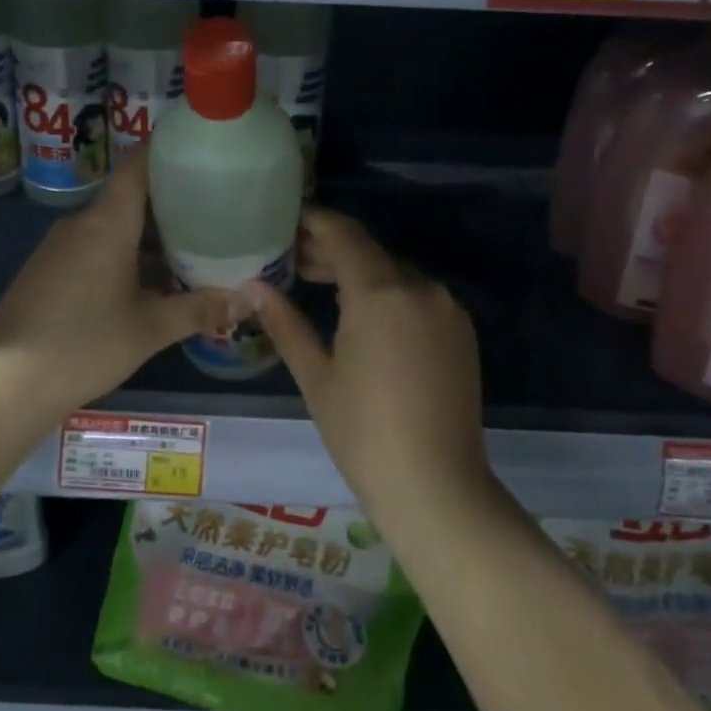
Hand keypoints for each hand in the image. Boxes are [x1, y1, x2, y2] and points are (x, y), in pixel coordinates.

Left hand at [0, 146, 224, 417]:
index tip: (201, 152)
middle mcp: (80, 224)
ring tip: (191, 253)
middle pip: (130, 198)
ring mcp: (59, 248)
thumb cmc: (84, 346)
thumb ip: (200, 309)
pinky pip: (94, 249)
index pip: (138, 166)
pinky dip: (125, 256)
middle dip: (171, 205)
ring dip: (149, 238)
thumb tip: (249, 300)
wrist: (5, 384)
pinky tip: (149, 285)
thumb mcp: (150, 329)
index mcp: (106, 223)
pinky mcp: (48, 271)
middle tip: (215, 213)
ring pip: (113, 228)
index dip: (168, 152)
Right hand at [246, 210, 488, 510]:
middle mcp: (419, 288)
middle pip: (369, 251)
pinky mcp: (460, 330)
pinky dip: (386, 293)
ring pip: (394, 272)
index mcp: (380, 293)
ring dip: (358, 271)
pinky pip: (416, 295)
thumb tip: (250, 287)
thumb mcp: (316, 376)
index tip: (284, 223)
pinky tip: (361, 315)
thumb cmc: (363, 433)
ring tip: (319, 285)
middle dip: (329, 250)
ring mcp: (446, 308)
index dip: (313, 222)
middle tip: (290, 260)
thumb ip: (284, 322)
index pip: (343, 234)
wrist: (437, 487)